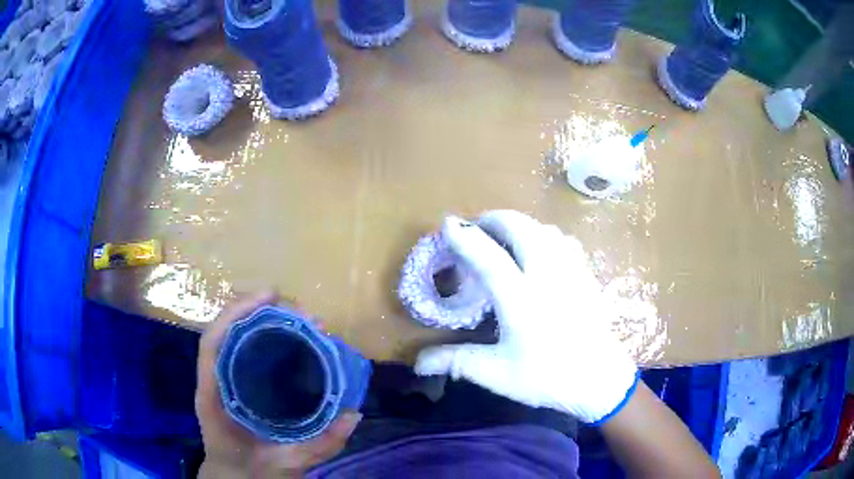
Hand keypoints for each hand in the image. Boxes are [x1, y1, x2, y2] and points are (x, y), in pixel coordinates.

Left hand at [196, 290, 360, 477]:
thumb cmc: (253, 471)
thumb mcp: (287, 463)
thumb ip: (320, 445)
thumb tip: (354, 414)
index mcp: (213, 396)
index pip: (214, 342)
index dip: (237, 313)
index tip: (270, 296)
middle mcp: (214, 380)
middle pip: (226, 331)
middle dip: (257, 311)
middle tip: (298, 310)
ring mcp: (222, 380)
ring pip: (232, 338)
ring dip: (259, 320)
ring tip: (295, 316)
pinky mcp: (233, 384)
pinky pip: (241, 351)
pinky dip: (260, 337)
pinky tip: (285, 338)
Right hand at [415, 211, 637, 422]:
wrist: (601, 380)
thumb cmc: (549, 378)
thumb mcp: (498, 374)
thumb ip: (457, 362)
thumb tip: (418, 363)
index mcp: (522, 300)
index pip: (489, 256)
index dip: (465, 237)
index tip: (447, 223)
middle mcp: (548, 275)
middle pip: (520, 227)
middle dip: (493, 219)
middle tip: (476, 229)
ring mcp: (571, 271)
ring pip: (543, 229)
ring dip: (519, 224)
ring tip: (503, 237)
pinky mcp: (586, 274)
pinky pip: (562, 239)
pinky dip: (542, 234)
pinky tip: (539, 250)